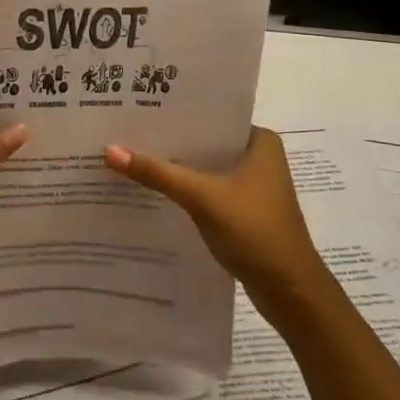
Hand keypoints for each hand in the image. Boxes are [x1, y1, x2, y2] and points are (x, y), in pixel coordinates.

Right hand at [104, 128, 328, 303]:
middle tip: (123, 131)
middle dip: (169, 142)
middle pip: (204, 143)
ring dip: (174, 168)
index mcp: (259, 141)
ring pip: (204, 168)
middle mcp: (258, 157)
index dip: (175, 113)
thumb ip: (158, 172)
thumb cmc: (255, 231)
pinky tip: (151, 191)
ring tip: (129, 157)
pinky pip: (206, 191)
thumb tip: (109, 150)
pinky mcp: (242, 211)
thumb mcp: (202, 197)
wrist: (290, 291)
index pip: (210, 116)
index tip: (137, 108)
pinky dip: (183, 191)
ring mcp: (251, 187)